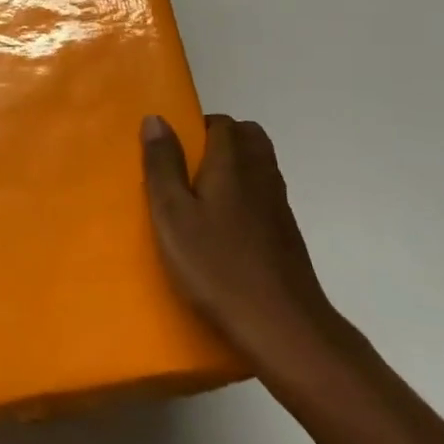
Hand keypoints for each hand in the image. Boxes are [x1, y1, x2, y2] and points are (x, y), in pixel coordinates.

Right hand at [142, 114, 354, 390]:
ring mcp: (278, 204)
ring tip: (199, 198)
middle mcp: (262, 173)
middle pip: (247, 137)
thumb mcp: (173, 215)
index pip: (221, 123)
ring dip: (232, 168)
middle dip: (218, 141)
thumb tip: (157, 118)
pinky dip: (244, 195)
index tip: (171, 152)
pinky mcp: (286, 233)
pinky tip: (221, 229)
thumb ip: (162, 165)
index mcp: (233, 163)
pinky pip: (263, 195)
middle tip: (185, 170)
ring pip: (258, 165)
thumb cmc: (217, 266)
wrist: (281, 325)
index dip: (195, 128)